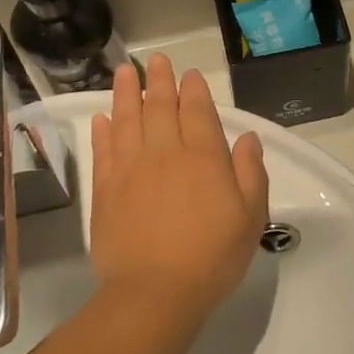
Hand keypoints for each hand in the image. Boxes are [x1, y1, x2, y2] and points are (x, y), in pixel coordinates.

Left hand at [89, 55, 269, 331]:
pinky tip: (103, 117)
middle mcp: (165, 153)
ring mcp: (131, 169)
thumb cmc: (212, 256)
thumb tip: (248, 138)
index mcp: (204, 157)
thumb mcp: (251, 216)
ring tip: (123, 72)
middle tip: (155, 61)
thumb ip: (250, 172)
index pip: (198, 112)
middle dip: (159, 81)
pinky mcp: (105, 190)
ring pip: (127, 120)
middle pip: (160, 107)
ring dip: (126, 94)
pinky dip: (103, 130)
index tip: (189, 74)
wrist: (155, 292)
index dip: (194, 90)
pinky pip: (104, 150)